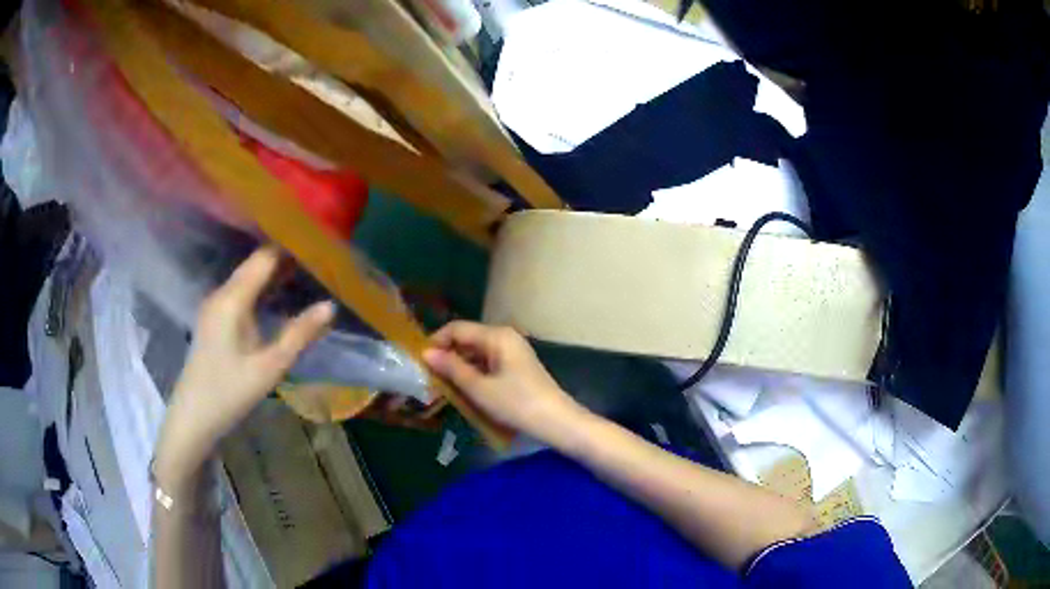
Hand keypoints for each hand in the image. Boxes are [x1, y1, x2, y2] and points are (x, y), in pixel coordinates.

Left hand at [153, 247, 334, 488]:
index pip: (264, 257)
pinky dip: (262, 289)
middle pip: (255, 264)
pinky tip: (280, 298)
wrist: (194, 417)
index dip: (291, 248)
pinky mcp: (214, 318)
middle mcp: (221, 293)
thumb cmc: (230, 393)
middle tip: (320, 263)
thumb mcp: (270, 367)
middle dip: (286, 259)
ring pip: (248, 277)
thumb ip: (300, 334)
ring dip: (274, 275)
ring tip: (308, 275)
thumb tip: (330, 305)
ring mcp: (215, 305)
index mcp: (232, 299)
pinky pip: (241, 292)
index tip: (320, 248)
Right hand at [423, 321, 585, 442]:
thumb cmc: (517, 404)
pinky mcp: (516, 368)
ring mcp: (512, 353)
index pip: (457, 328)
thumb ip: (452, 369)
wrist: (558, 423)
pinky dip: (474, 376)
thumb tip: (426, 353)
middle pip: (467, 340)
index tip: (419, 362)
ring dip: (459, 369)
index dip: (436, 342)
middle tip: (428, 379)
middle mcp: (505, 338)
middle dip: (446, 357)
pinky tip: (464, 393)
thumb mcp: (480, 388)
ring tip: (442, 389)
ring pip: (476, 354)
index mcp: (497, 336)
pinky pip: (487, 365)